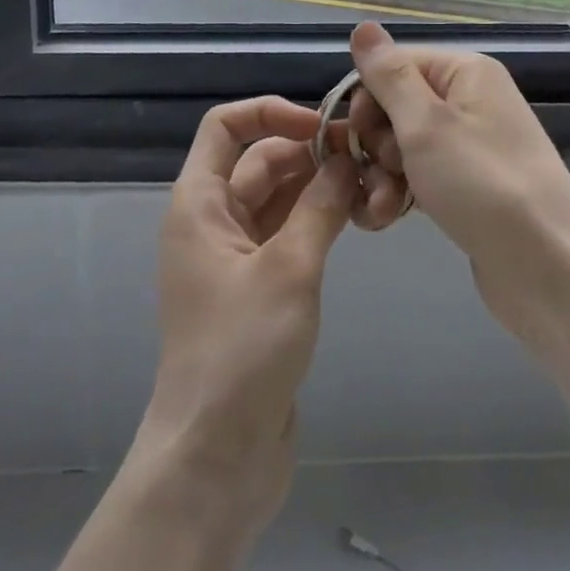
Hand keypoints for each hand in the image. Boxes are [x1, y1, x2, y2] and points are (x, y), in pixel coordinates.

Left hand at [135, 96, 356, 536]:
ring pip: (278, 196)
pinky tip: (355, 216)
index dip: (270, 112)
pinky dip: (317, 218)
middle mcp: (213, 220)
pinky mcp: (258, 287)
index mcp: (199, 203)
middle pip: (259, 159)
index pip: (225, 126)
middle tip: (364, 155)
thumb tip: (345, 158)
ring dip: (317, 185)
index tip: (320, 125)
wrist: (215, 459)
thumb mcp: (288, 268)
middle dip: (307, 150)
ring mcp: (235, 255)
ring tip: (370, 181)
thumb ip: (320, 205)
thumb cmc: (241, 351)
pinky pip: (288, 231)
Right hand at [344, 23, 569, 357]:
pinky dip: (401, 192)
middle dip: (375, 143)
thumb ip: (389, 76)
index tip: (357, 137)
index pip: (394, 65)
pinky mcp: (467, 185)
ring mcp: (470, 144)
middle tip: (381, 174)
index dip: (367, 98)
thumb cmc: (482, 186)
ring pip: (403, 145)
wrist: (548, 270)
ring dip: (382, 175)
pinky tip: (385, 219)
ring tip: (380, 209)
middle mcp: (470, 99)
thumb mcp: (426, 125)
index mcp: (465, 72)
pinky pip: (420, 174)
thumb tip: (363, 26)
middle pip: (396, 105)